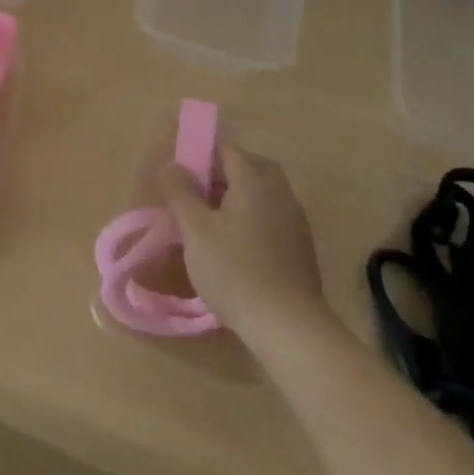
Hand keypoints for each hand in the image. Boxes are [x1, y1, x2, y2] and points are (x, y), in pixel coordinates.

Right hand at [159, 139, 327, 331]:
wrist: (288, 326)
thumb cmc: (234, 270)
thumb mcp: (195, 230)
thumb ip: (181, 192)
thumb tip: (173, 165)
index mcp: (254, 180)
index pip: (227, 147)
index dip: (202, 152)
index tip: (181, 171)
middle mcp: (279, 192)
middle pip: (249, 166)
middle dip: (222, 171)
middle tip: (197, 191)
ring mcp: (294, 219)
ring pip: (263, 191)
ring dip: (238, 194)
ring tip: (211, 219)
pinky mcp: (300, 246)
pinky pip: (272, 214)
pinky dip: (252, 216)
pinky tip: (235, 243)